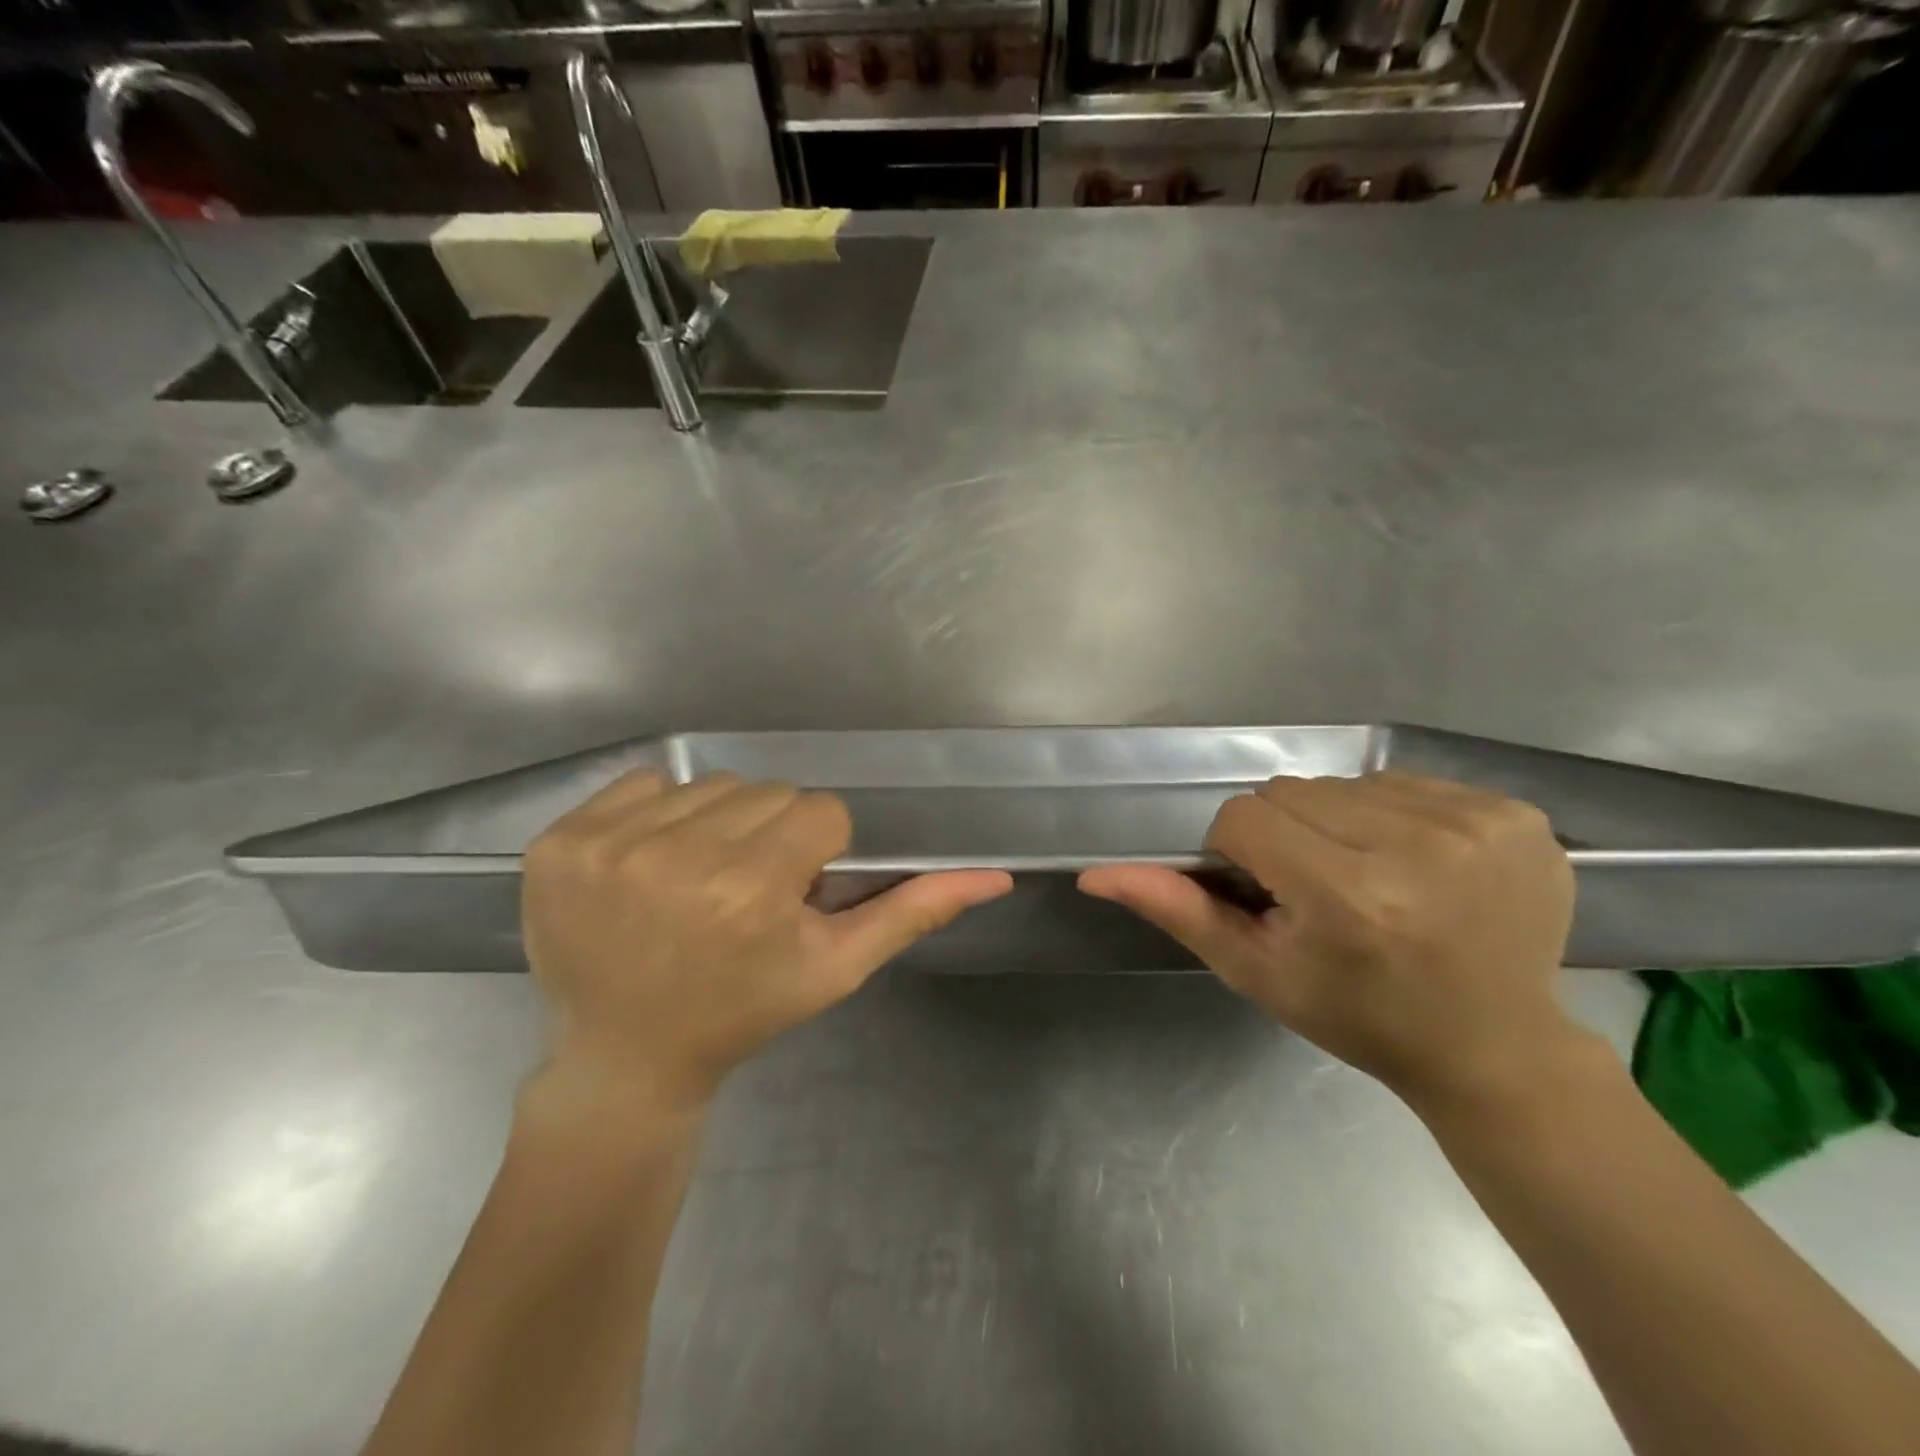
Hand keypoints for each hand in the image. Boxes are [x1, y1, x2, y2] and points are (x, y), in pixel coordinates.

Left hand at [522, 771, 1011, 1109]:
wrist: (626, 1057)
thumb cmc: (742, 1012)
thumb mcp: (835, 967)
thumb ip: (912, 912)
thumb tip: (995, 876)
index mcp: (751, 889)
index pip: (820, 813)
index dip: (816, 853)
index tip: (791, 892)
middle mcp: (678, 855)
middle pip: (766, 793)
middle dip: (771, 834)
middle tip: (746, 890)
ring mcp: (609, 845)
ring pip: (710, 785)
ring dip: (718, 823)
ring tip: (700, 880)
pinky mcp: (559, 841)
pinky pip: (643, 785)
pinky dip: (659, 815)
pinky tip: (650, 867)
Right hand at [1080, 772, 1581, 1111]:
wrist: (1494, 1048)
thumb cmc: (1359, 1016)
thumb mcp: (1257, 972)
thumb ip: (1178, 911)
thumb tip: (1094, 874)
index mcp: (1349, 897)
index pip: (1244, 817)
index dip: (1239, 852)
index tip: (1268, 890)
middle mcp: (1418, 848)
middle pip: (1293, 791)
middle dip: (1286, 834)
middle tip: (1318, 888)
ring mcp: (1478, 826)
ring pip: (1347, 783)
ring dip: (1339, 822)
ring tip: (1370, 877)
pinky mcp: (1517, 816)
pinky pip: (1408, 783)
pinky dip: (1395, 816)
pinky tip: (1419, 865)